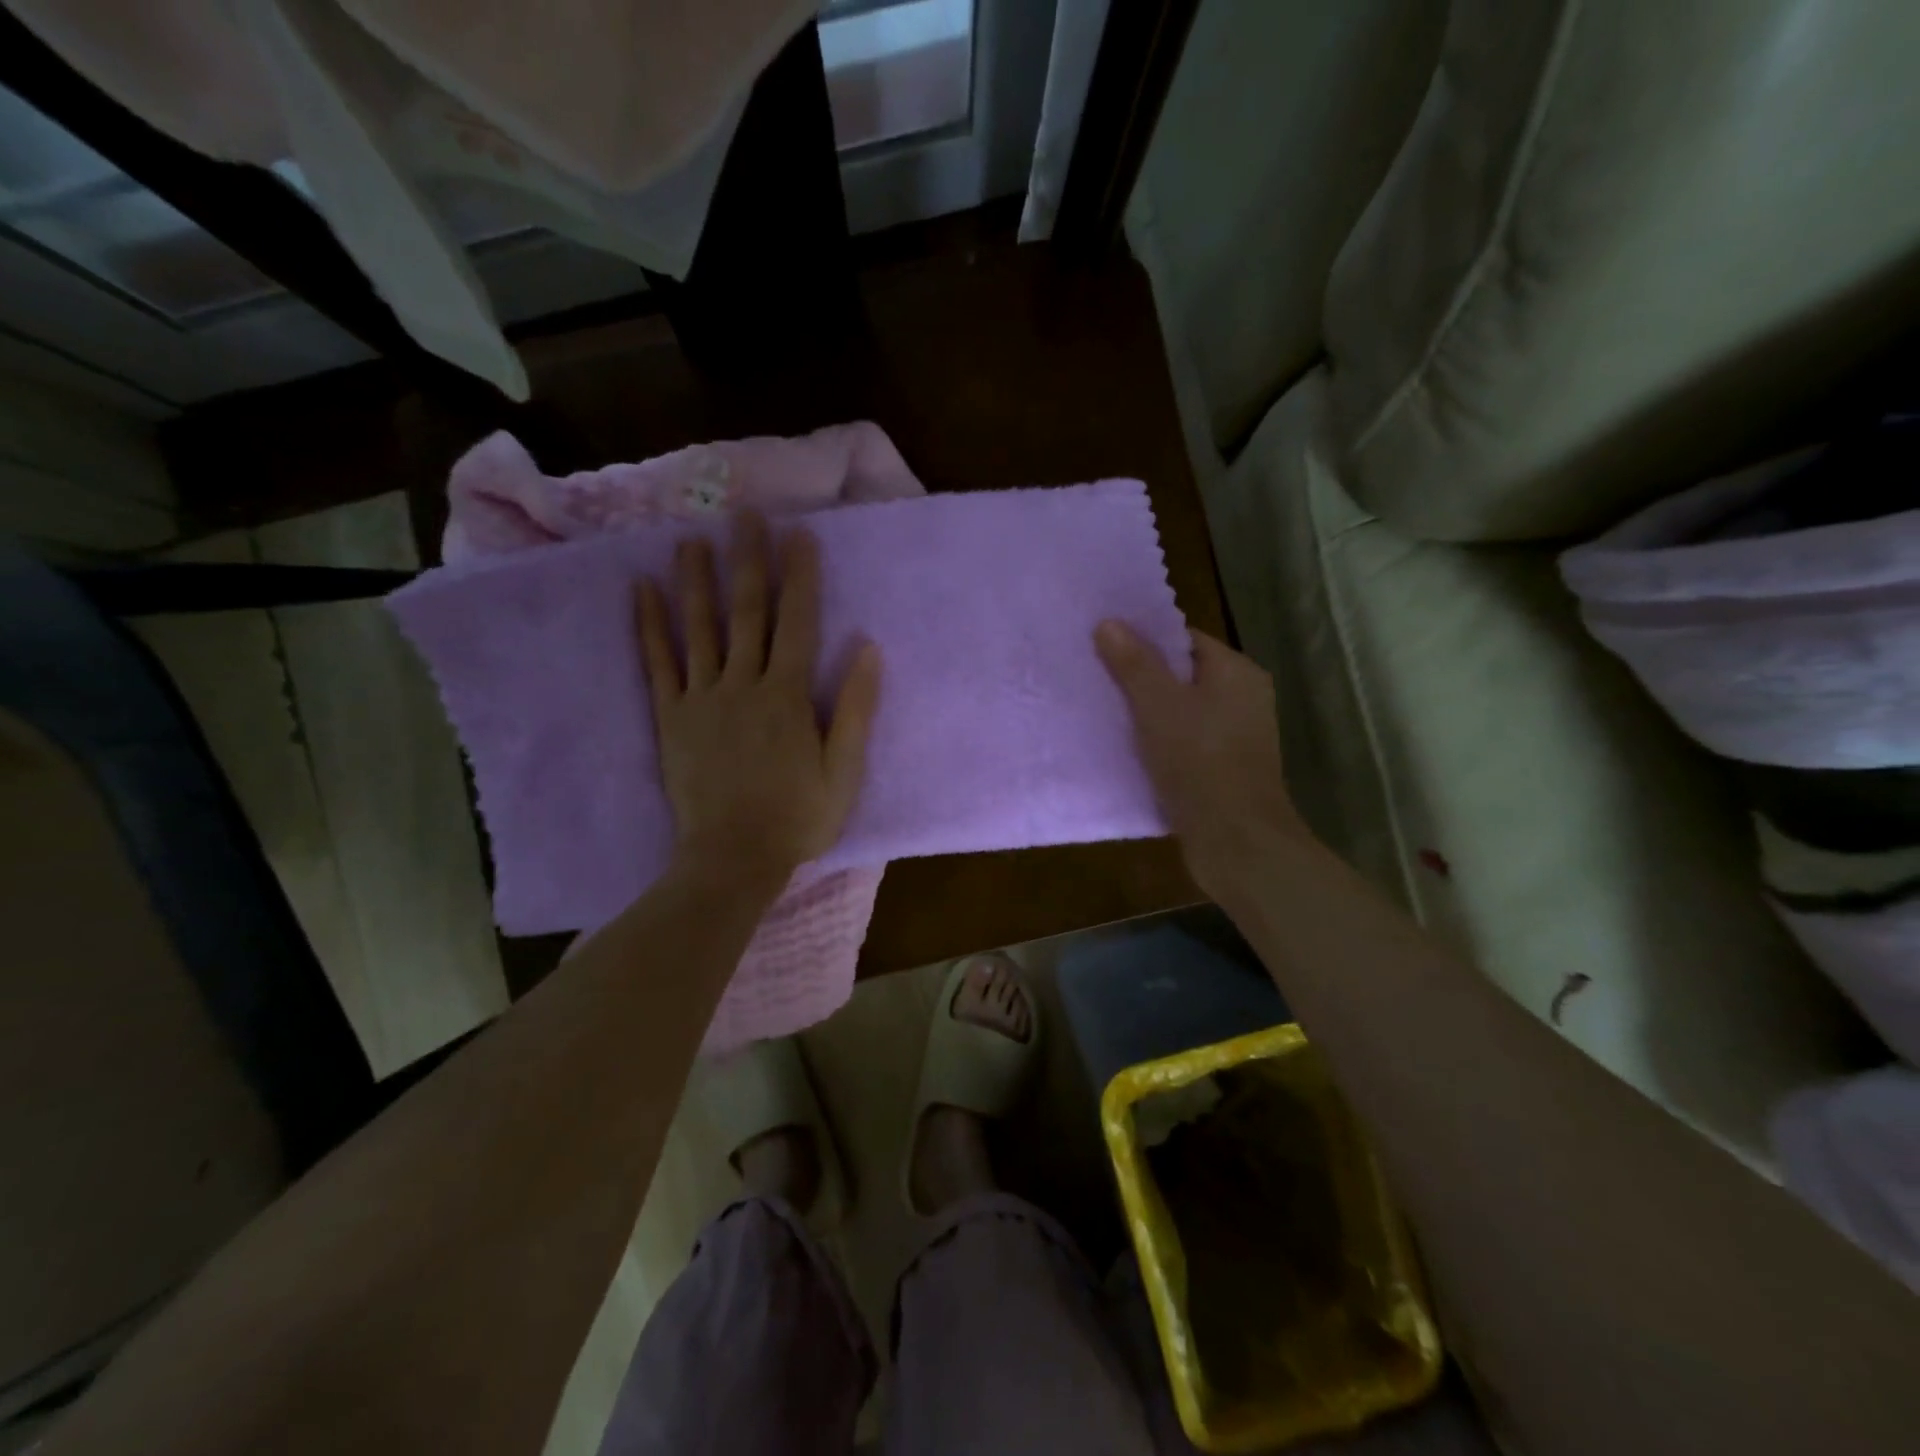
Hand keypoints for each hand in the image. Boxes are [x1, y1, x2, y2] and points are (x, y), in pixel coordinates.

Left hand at [637, 514, 880, 885]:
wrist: (733, 859)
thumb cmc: (798, 818)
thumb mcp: (844, 771)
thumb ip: (856, 710)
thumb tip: (869, 649)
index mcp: (787, 697)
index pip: (798, 623)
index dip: (800, 576)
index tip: (799, 533)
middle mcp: (742, 685)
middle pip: (747, 612)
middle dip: (748, 560)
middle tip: (744, 514)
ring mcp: (701, 699)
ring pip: (699, 627)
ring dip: (696, 579)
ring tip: (692, 537)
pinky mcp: (671, 718)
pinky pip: (658, 663)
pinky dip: (648, 625)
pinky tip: (641, 590)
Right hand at [1095, 621, 1308, 898]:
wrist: (1235, 841)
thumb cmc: (1199, 761)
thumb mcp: (1158, 706)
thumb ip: (1134, 663)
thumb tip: (1109, 622)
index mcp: (1237, 672)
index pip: (1184, 639)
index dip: (1144, 641)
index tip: (1104, 647)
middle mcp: (1244, 697)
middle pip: (1182, 675)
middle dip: (1141, 678)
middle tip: (1097, 679)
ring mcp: (1237, 736)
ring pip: (1182, 711)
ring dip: (1148, 714)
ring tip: (1104, 712)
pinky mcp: (1225, 769)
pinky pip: (1185, 742)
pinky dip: (1159, 742)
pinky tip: (1126, 750)